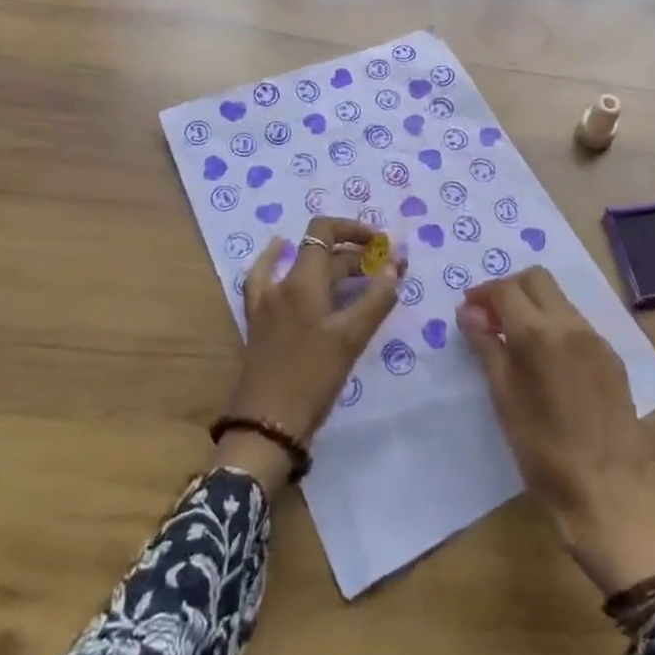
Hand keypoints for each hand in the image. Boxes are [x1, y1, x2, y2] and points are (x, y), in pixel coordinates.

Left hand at [214, 217, 400, 492]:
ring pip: (301, 268)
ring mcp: (266, 302)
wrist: (266, 425)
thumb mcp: (351, 338)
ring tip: (356, 271)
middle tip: (386, 270)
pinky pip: (268, 280)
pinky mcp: (259, 321)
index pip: (324, 230)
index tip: (381, 244)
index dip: (353, 229)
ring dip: (329, 264)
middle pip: (320, 253)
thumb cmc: (312, 378)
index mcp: (303, 281)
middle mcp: (281, 283)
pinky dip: (276, 263)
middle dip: (355, 255)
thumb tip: (394, 267)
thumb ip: (376, 299)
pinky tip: (280, 256)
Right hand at [458, 267, 654, 594]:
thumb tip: (469, 313)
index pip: (506, 289)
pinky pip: (578, 326)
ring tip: (516, 339)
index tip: (469, 311)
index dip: (483, 293)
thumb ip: (486, 347)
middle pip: (537, 279)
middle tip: (491, 317)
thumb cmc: (543, 451)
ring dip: (534, 306)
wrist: (607, 492)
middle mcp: (571, 325)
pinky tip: (548, 362)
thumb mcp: (504, 399)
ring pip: (560, 300)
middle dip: (510, 289)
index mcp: (539, 334)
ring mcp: (596, 340)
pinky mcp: (613, 358)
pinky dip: (556, 327)